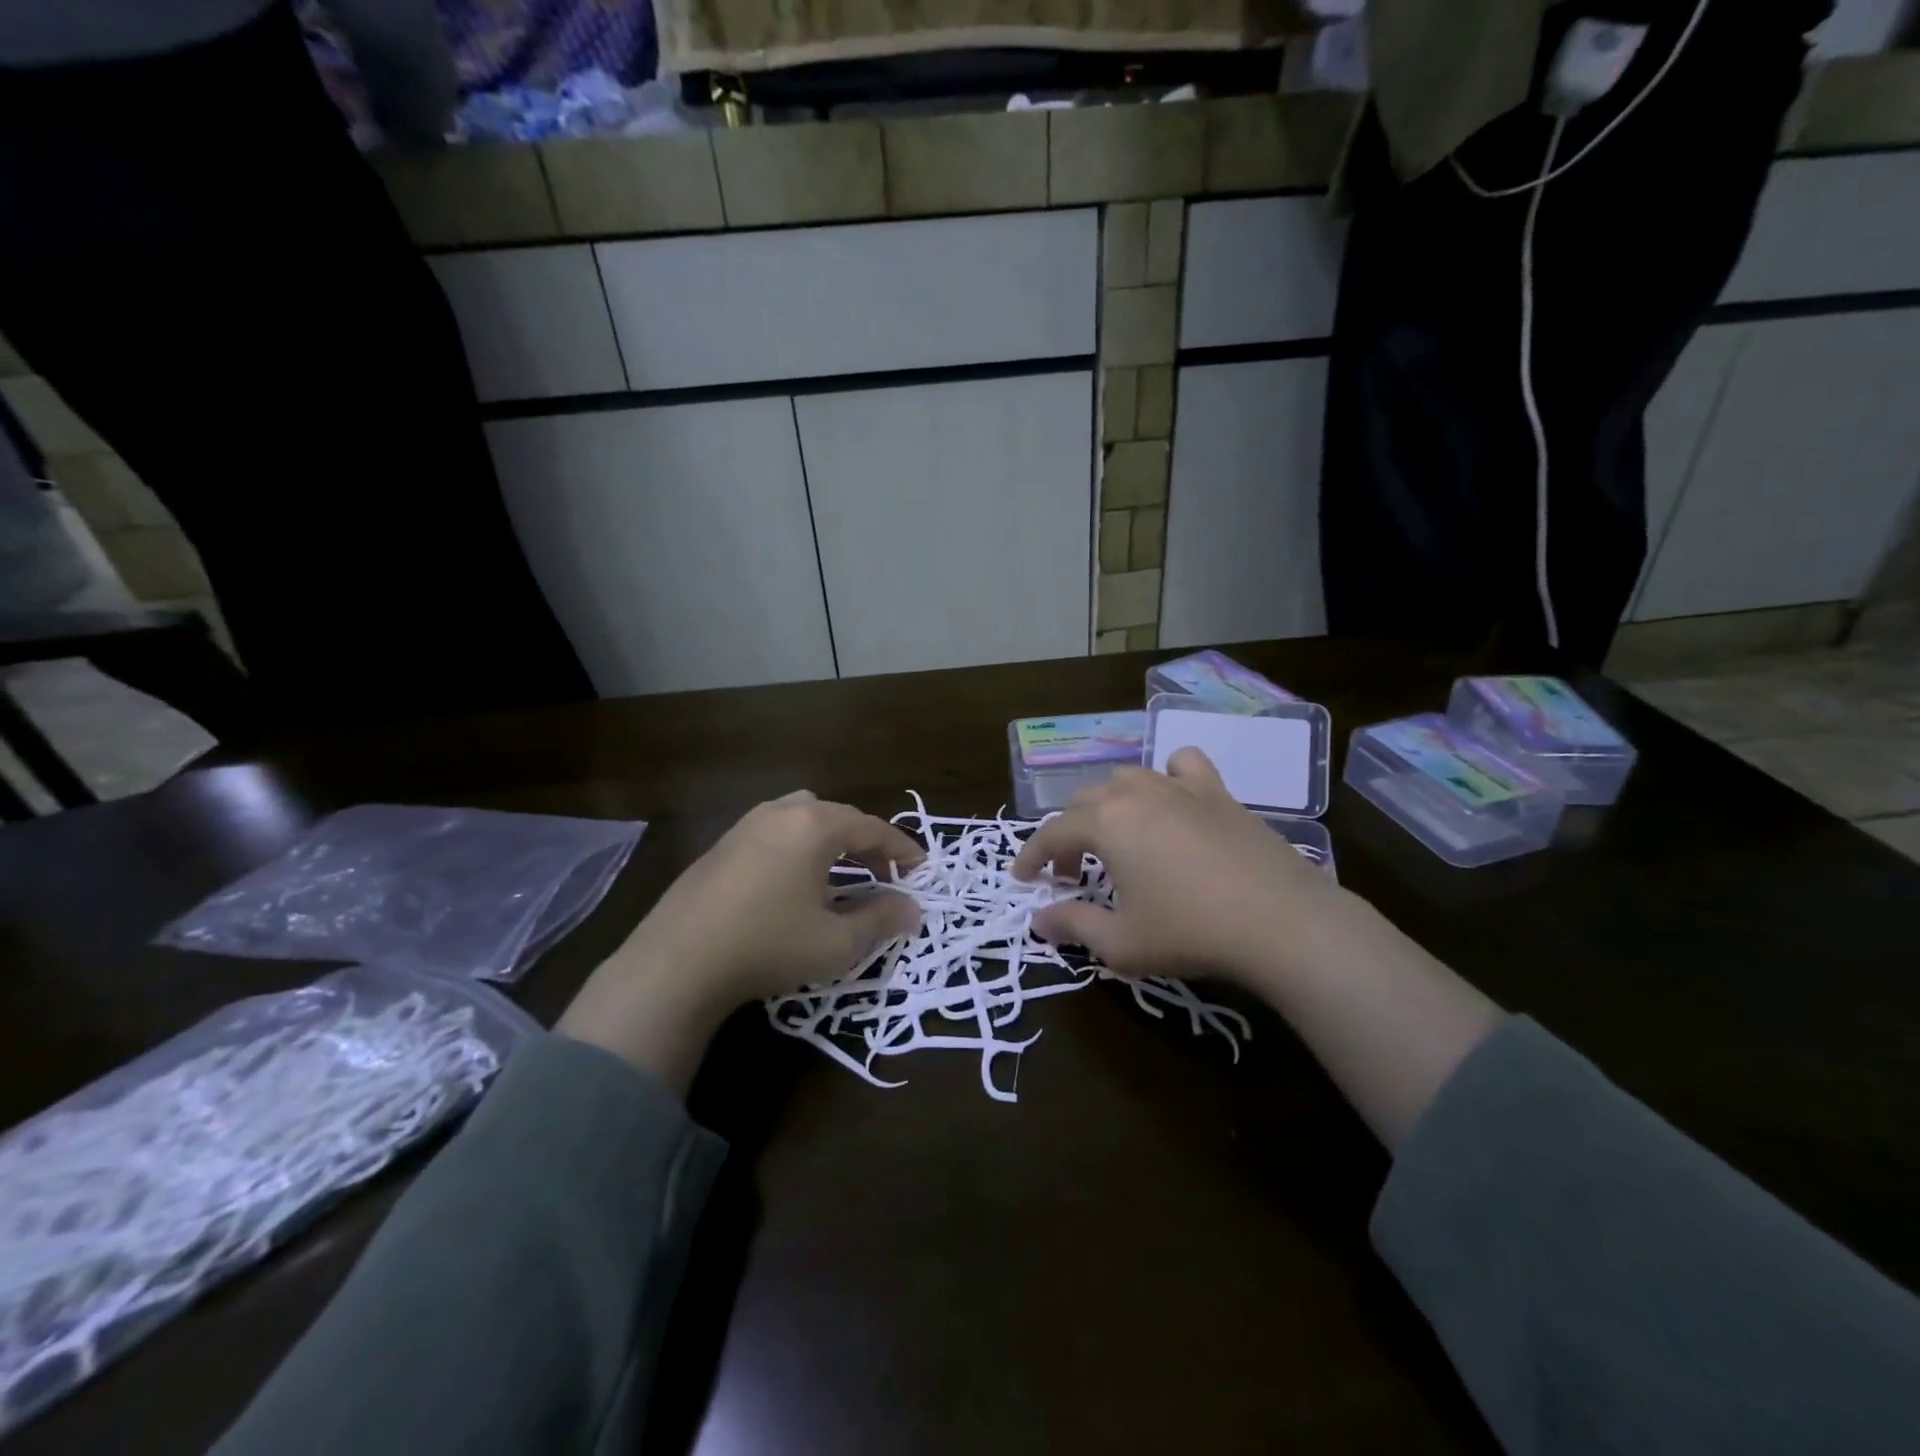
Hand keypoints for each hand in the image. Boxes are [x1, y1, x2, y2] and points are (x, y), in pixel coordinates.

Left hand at [558, 792, 923, 1088]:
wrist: (676, 963)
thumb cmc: (767, 946)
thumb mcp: (836, 942)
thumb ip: (881, 920)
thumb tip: (912, 909)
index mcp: (814, 827)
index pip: (872, 828)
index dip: (902, 849)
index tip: (922, 869)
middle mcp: (780, 813)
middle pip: (837, 814)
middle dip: (866, 841)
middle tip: (883, 873)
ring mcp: (745, 826)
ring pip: (801, 816)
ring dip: (829, 838)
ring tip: (839, 871)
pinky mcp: (720, 845)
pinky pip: (773, 831)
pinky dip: (797, 845)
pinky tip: (792, 881)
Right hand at [1018, 748, 1501, 1147]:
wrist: (1282, 922)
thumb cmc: (1191, 933)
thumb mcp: (1121, 942)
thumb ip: (1073, 925)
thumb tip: (1039, 920)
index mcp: (1106, 822)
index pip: (1052, 832)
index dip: (1032, 855)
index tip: (1022, 878)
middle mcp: (1136, 792)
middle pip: (1085, 802)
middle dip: (1068, 836)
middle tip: (1070, 875)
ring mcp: (1180, 787)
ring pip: (1126, 778)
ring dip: (1107, 806)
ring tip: (1114, 839)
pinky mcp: (1218, 793)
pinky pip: (1182, 766)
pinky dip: (1166, 776)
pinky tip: (1172, 801)